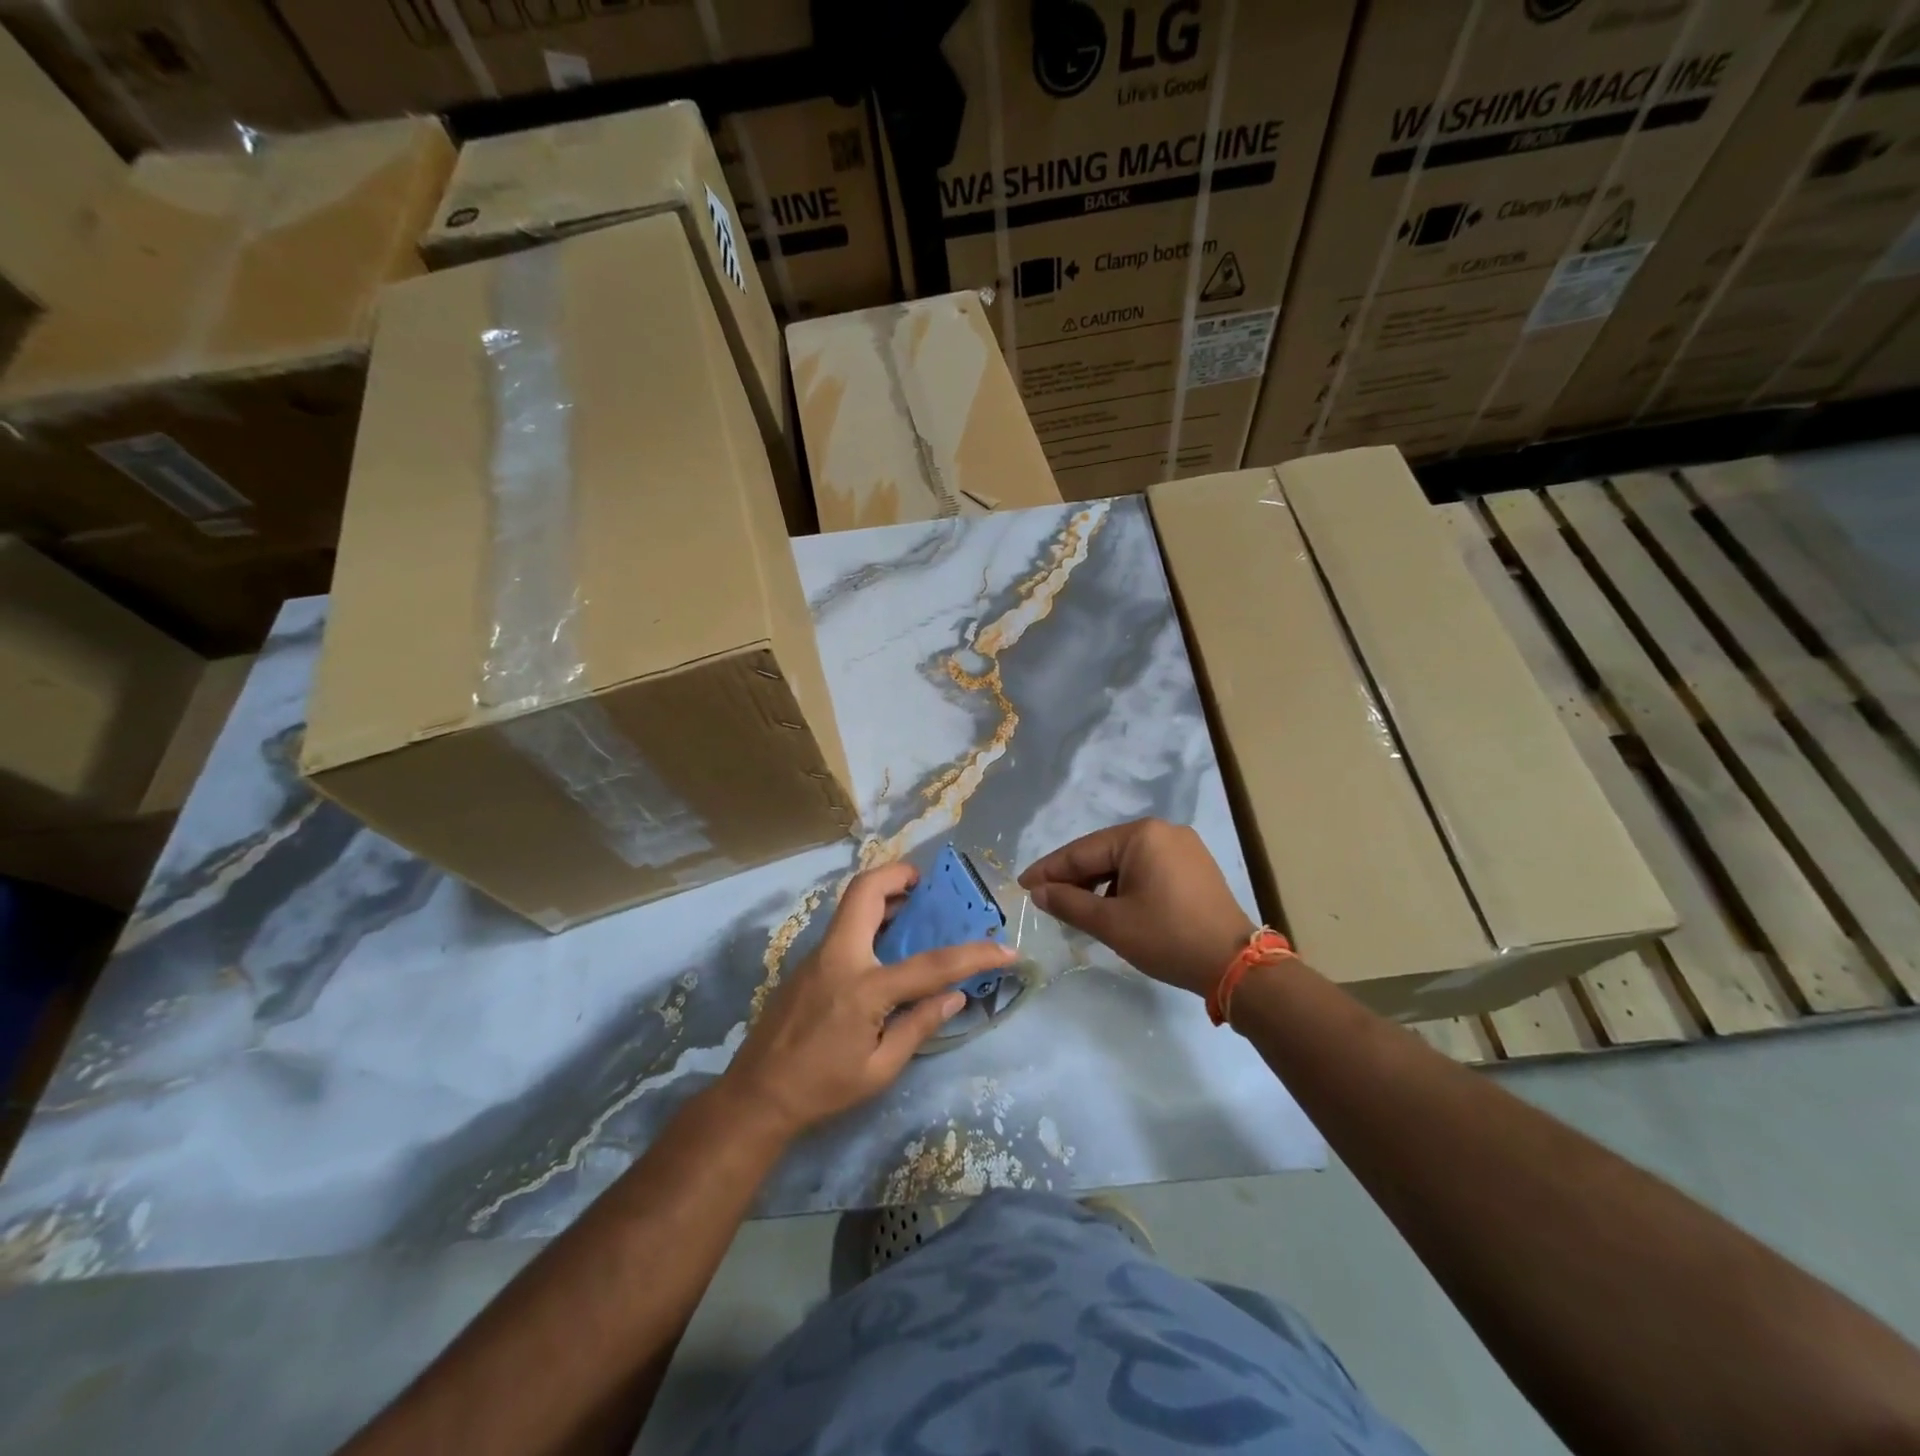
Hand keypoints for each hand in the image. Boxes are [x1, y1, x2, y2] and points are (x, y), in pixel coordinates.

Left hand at [723, 862, 1015, 1136]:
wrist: (757, 1096)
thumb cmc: (823, 1088)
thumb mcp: (880, 1069)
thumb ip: (918, 1026)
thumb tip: (955, 996)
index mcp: (863, 987)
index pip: (930, 964)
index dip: (973, 955)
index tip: (1006, 949)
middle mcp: (838, 957)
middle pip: (866, 890)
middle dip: (899, 875)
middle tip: (928, 886)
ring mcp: (817, 955)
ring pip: (851, 904)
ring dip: (884, 896)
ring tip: (914, 911)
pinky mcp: (807, 963)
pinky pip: (844, 927)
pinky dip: (870, 920)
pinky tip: (885, 948)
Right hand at [1019, 819, 1256, 997]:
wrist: (1235, 965)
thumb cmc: (1167, 937)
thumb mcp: (1111, 923)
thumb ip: (1069, 903)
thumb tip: (1038, 892)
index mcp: (1141, 835)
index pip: (1082, 851)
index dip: (1049, 870)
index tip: (1022, 885)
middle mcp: (1163, 831)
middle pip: (1104, 853)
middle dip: (1074, 878)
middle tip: (1044, 900)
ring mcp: (1183, 847)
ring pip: (1125, 863)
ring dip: (1099, 884)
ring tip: (1076, 909)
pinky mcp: (1195, 867)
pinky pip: (1147, 869)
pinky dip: (1125, 887)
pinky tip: (1113, 908)